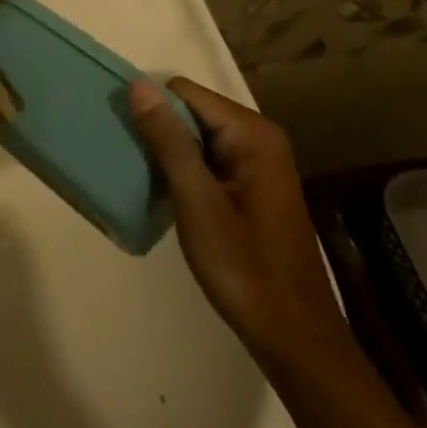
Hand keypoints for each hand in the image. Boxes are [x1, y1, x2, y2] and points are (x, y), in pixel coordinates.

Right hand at [128, 78, 348, 365]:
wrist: (295, 342)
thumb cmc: (246, 269)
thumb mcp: (198, 201)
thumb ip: (169, 140)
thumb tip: (138, 84)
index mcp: (252, 133)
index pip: (184, 92)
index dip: (153, 109)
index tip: (131, 141)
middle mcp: (259, 138)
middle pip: (191, 111)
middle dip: (161, 131)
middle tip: (135, 164)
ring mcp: (258, 163)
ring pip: (196, 137)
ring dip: (170, 154)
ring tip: (145, 179)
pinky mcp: (252, 187)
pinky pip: (207, 159)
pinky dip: (185, 172)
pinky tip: (169, 196)